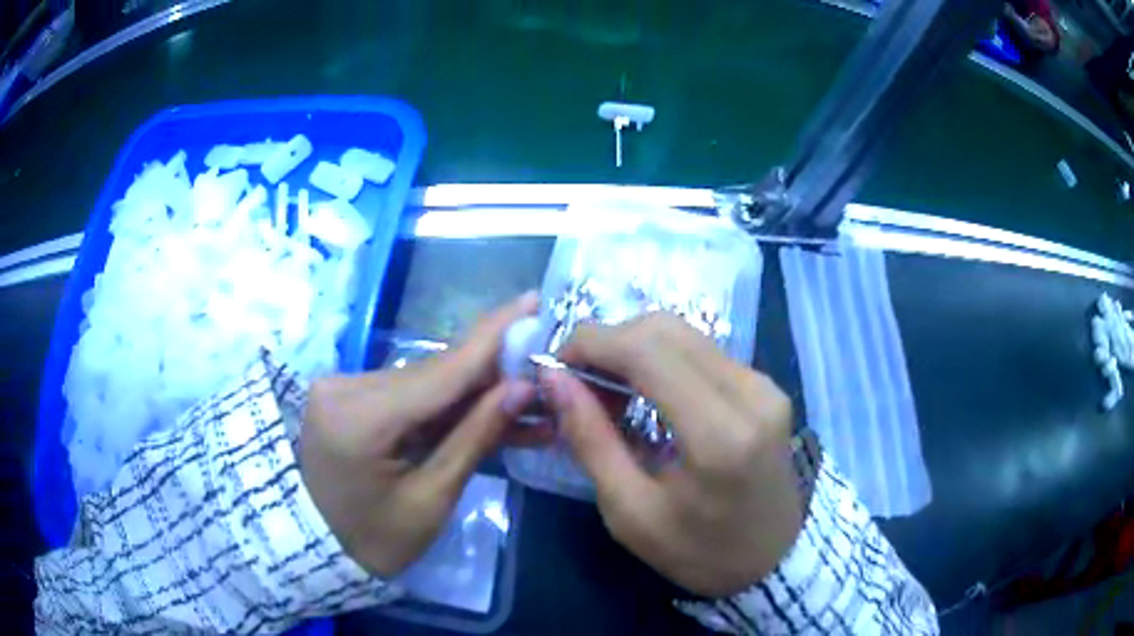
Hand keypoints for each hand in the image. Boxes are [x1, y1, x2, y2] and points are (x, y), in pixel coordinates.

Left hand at [300, 293, 540, 576]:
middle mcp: (345, 387)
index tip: (534, 300)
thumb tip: (522, 387)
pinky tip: (484, 410)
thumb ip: (474, 439)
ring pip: (424, 382)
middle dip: (492, 372)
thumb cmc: (374, 540)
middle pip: (434, 373)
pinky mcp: (348, 397)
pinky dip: (445, 405)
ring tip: (526, 400)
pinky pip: (407, 395)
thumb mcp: (430, 500)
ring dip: (473, 392)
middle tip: (543, 365)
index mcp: (359, 417)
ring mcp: (343, 389)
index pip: (441, 370)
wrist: (318, 549)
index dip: (493, 336)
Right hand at [543, 313, 802, 596]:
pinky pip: (703, 351)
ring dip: (634, 348)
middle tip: (579, 383)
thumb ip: (591, 440)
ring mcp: (763, 384)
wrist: (775, 560)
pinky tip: (646, 392)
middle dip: (609, 342)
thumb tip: (554, 379)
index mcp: (718, 434)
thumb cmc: (699, 551)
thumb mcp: (631, 512)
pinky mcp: (766, 385)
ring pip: (684, 333)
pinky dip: (662, 359)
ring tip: (608, 391)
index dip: (592, 342)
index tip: (556, 366)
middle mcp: (749, 392)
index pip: (647, 350)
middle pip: (665, 329)